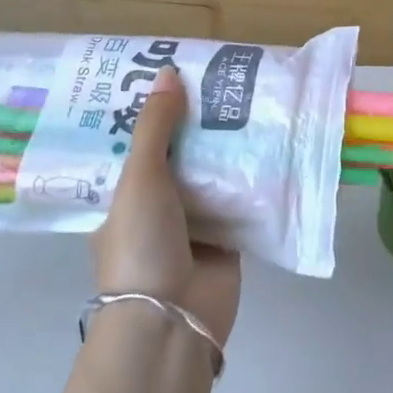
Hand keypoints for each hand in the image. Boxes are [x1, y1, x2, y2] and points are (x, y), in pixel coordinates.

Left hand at [92, 66, 241, 345]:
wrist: (173, 320)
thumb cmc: (141, 245)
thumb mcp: (139, 179)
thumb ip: (155, 127)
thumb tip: (168, 72)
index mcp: (121, 196)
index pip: (134, 144)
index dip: (150, 111)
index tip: (171, 75)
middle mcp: (155, 207)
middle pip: (178, 154)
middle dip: (196, 122)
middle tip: (219, 78)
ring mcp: (192, 222)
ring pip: (211, 173)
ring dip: (227, 145)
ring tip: (249, 97)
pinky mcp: (226, 236)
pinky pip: (241, 197)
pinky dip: (254, 175)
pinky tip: (271, 139)